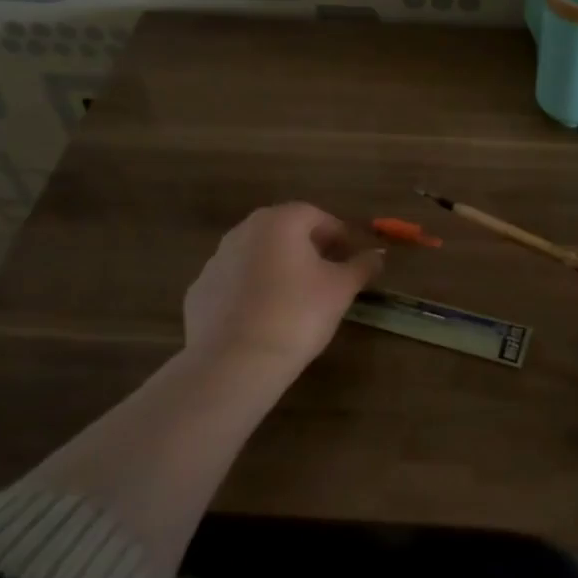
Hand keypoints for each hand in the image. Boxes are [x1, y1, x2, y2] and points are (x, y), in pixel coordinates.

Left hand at [182, 203, 382, 375]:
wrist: (234, 362)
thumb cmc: (297, 314)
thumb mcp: (340, 290)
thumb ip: (361, 266)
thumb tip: (377, 255)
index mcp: (279, 221)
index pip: (316, 216)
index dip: (339, 234)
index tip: (353, 256)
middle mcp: (243, 231)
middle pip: (284, 231)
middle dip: (309, 248)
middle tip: (329, 274)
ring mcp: (215, 261)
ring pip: (257, 256)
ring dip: (279, 268)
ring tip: (297, 299)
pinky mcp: (199, 292)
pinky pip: (235, 283)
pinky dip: (252, 292)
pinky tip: (265, 318)